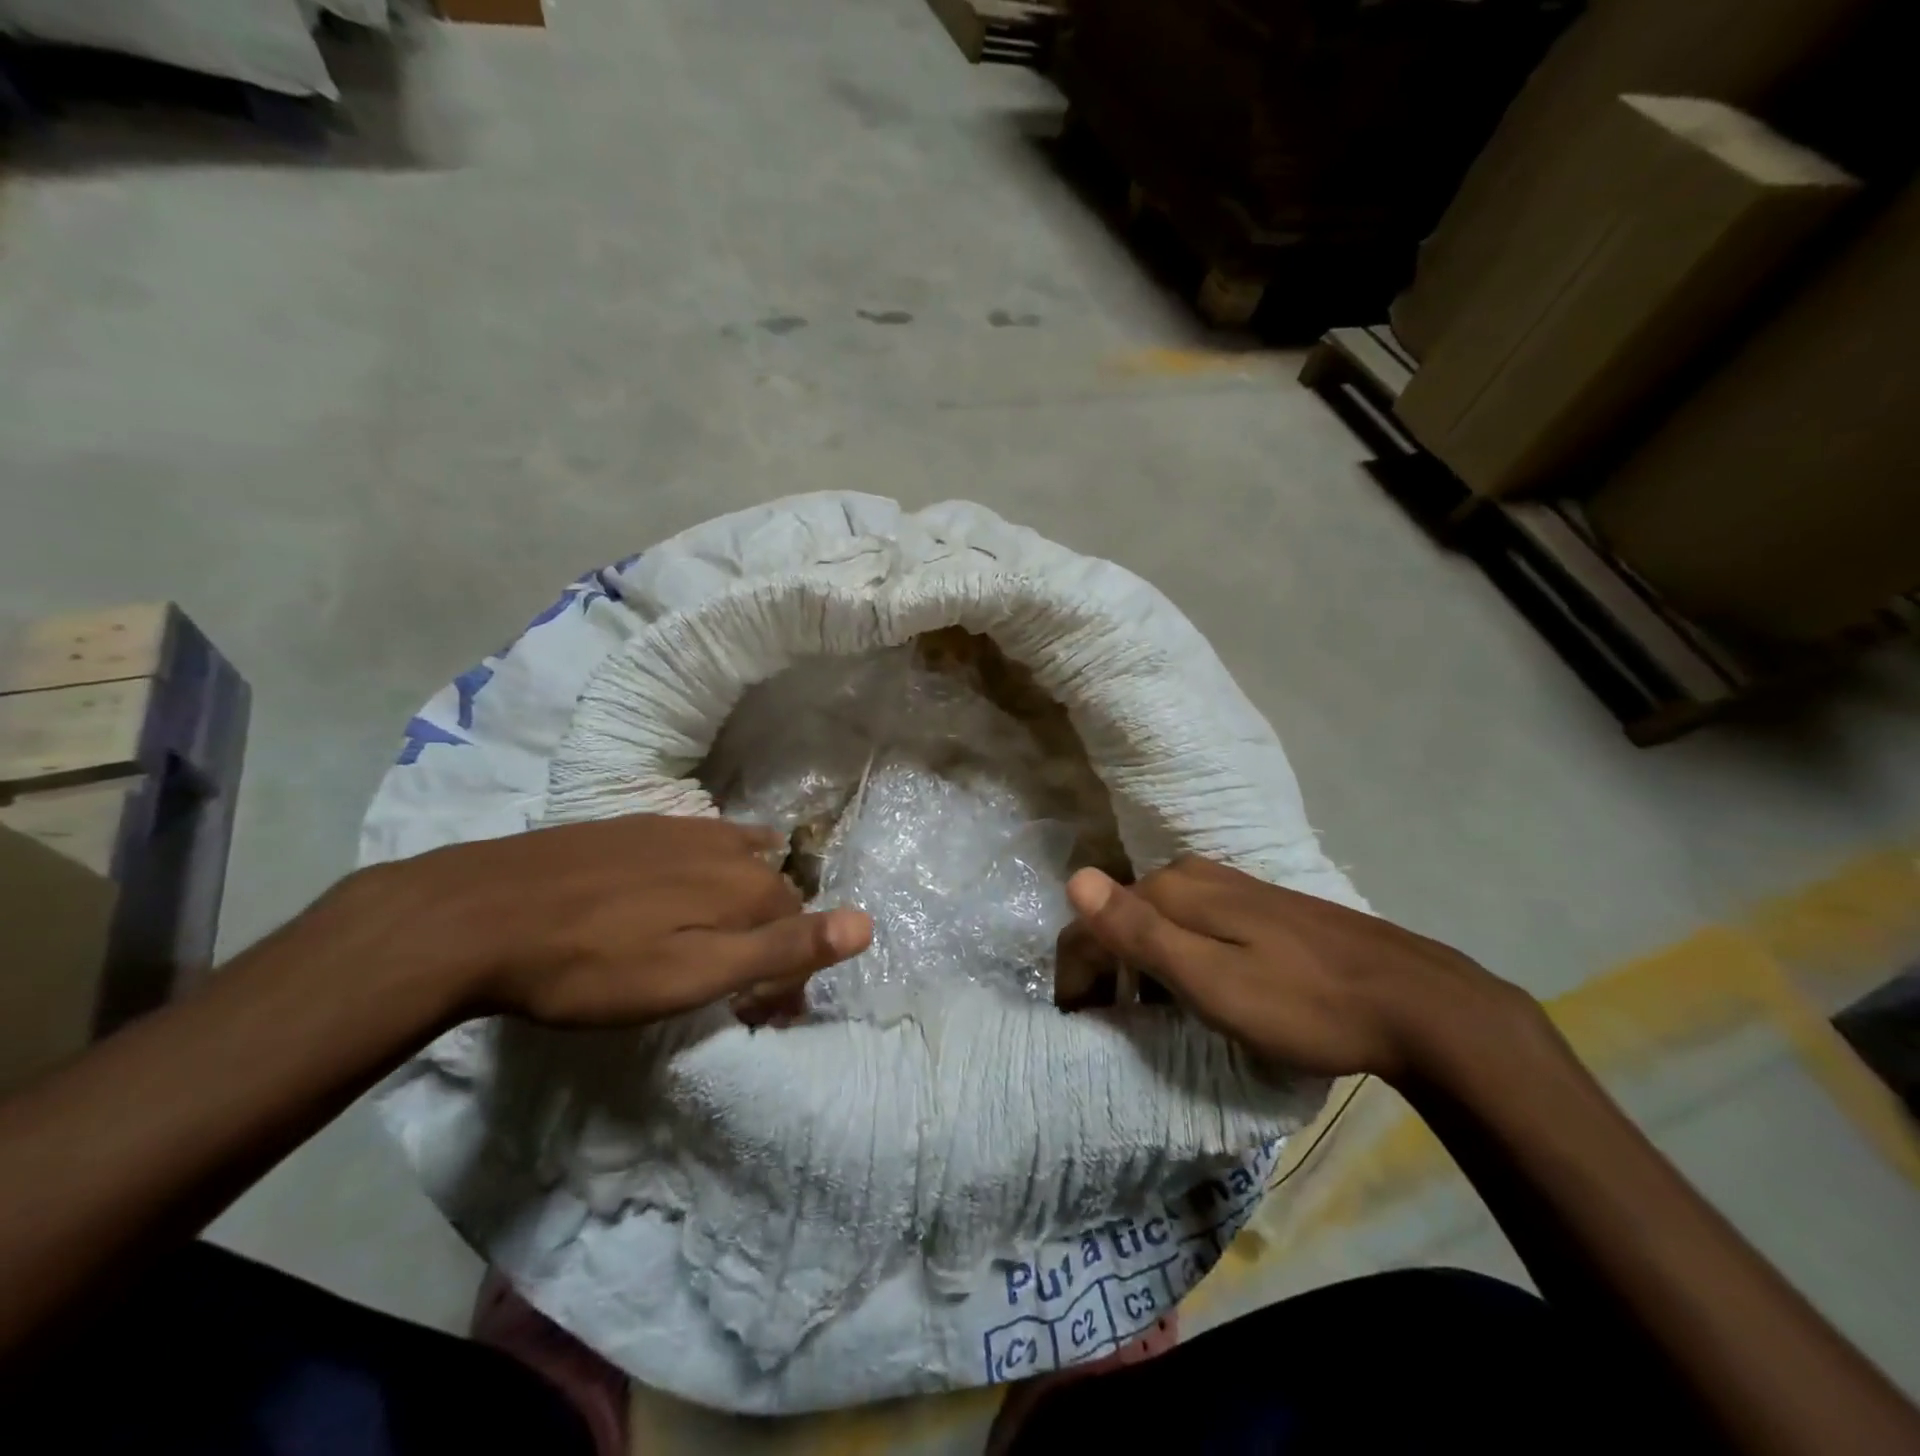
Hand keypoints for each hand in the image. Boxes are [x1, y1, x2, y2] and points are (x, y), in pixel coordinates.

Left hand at [333, 815, 871, 1027]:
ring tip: (732, 931)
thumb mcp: (694, 975)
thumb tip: (866, 924)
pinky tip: (698, 871)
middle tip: (746, 985)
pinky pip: (699, 842)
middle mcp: (723, 847)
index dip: (793, 972)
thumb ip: (782, 948)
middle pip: (771, 891)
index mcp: (743, 884)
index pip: (798, 926)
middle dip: (774, 935)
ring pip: (738, 861)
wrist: (482, 913)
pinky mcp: (635, 827)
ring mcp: (677, 830)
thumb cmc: (594, 964)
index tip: (771, 1014)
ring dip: (747, 898)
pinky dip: (714, 864)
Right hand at [1056, 857, 1537, 1082]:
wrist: (1413, 1002)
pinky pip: (1189, 924)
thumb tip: (1073, 879)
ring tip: (1141, 1016)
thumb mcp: (1210, 979)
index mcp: (1173, 890)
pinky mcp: (1256, 906)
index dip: (1076, 971)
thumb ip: (1139, 931)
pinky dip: (1172, 958)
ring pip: (1155, 920)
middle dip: (1103, 967)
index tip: (1076, 1023)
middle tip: (1104, 1023)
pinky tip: (1191, 992)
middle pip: (1122, 916)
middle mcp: (1193, 875)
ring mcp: (1229, 886)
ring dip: (1136, 965)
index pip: (1095, 920)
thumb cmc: (1301, 1002)